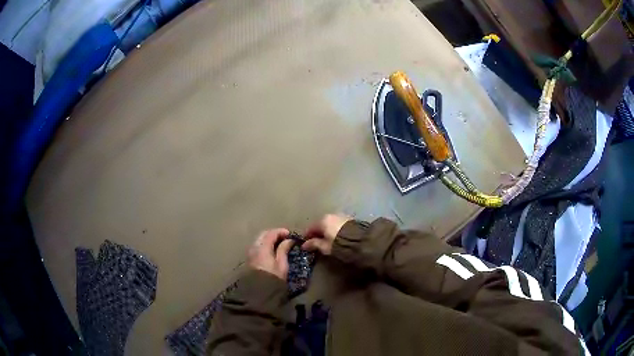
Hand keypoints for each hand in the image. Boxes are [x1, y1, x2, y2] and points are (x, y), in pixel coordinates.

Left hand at [248, 228, 294, 279]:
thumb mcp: (282, 264)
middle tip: (284, 237)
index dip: (281, 232)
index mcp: (262, 247)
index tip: (289, 234)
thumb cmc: (273, 278)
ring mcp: (250, 253)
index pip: (271, 233)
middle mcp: (254, 247)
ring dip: (268, 239)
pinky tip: (271, 250)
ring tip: (278, 244)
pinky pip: (257, 246)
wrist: (259, 292)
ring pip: (259, 240)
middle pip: (263, 234)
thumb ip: (284, 250)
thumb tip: (289, 240)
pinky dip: (264, 244)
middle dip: (274, 234)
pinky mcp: (249, 259)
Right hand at [302, 214, 351, 254]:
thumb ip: (314, 244)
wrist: (360, 240)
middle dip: (317, 233)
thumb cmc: (339, 243)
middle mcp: (331, 215)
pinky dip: (334, 229)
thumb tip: (305, 245)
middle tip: (316, 242)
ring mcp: (341, 216)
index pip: (311, 228)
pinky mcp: (349, 219)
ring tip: (327, 240)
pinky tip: (335, 236)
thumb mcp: (325, 246)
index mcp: (323, 221)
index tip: (305, 243)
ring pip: (329, 224)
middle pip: (320, 224)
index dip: (307, 236)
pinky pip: (337, 224)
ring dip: (327, 231)